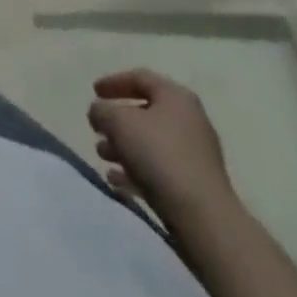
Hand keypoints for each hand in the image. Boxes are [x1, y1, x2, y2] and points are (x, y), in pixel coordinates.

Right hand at [88, 68, 232, 213]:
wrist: (204, 219)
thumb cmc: (159, 156)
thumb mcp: (118, 122)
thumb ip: (101, 110)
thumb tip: (98, 112)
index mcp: (176, 96)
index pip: (140, 78)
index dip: (113, 82)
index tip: (93, 92)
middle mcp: (190, 121)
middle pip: (146, 112)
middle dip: (117, 121)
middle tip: (97, 129)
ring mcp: (195, 156)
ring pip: (151, 143)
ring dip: (123, 147)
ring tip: (102, 156)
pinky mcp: (195, 188)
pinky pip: (160, 171)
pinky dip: (136, 172)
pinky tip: (116, 182)